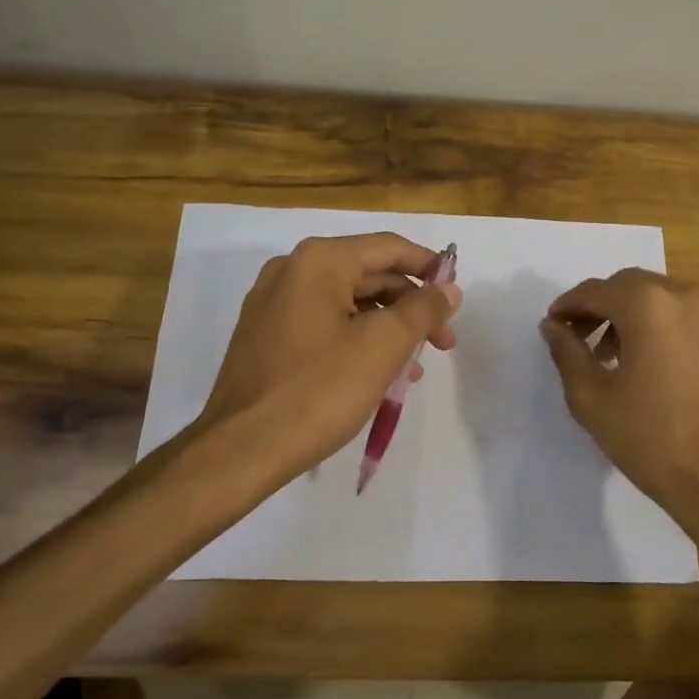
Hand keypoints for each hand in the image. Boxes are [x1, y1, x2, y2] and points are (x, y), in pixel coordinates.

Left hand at [194, 233, 460, 485]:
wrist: (241, 450)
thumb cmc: (319, 390)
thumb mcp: (383, 346)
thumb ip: (422, 309)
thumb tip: (447, 289)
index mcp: (319, 261)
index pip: (388, 248)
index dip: (429, 266)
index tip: (456, 295)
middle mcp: (291, 272)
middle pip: (368, 276)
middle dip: (410, 308)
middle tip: (443, 343)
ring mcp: (272, 305)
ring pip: (347, 305)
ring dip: (387, 330)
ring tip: (412, 370)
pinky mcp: (265, 338)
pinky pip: (323, 326)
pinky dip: (356, 342)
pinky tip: (376, 377)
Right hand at [540, 270, 698, 539]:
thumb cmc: (650, 440)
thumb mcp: (591, 399)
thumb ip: (567, 352)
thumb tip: (553, 326)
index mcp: (649, 306)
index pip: (596, 291)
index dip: (569, 305)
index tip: (554, 324)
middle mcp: (688, 296)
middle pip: (632, 286)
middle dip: (602, 306)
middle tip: (581, 337)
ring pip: (665, 297)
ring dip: (635, 314)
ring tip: (619, 353)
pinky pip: (693, 317)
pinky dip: (668, 326)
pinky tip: (658, 361)